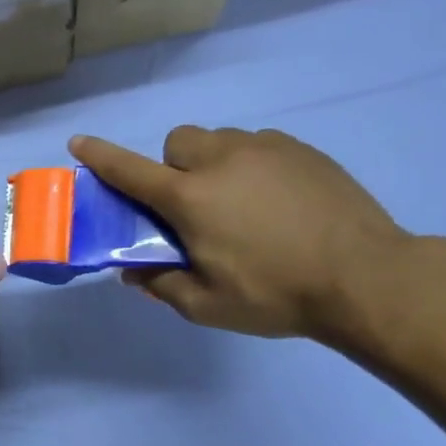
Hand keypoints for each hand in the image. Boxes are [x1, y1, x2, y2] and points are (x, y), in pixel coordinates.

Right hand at [70, 126, 409, 340]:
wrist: (367, 278)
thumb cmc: (275, 294)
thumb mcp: (206, 305)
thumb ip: (161, 285)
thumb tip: (132, 272)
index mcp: (191, 198)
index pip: (131, 171)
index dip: (101, 156)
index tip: (78, 142)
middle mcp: (222, 161)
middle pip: (178, 142)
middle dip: (172, 167)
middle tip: (190, 206)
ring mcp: (266, 149)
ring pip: (220, 140)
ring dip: (212, 164)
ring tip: (238, 203)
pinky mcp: (302, 151)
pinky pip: (258, 145)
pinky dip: (250, 165)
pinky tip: (275, 201)